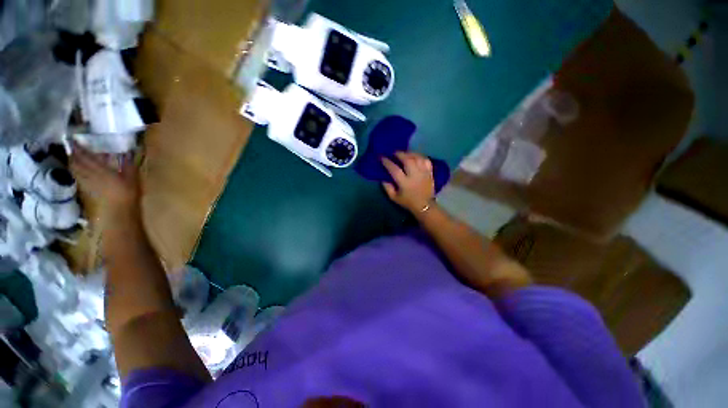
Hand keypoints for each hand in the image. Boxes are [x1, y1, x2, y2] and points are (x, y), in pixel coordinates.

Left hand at [70, 143, 139, 214]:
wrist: (118, 214)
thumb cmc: (127, 194)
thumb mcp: (132, 178)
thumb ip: (129, 164)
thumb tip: (128, 151)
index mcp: (99, 170)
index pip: (84, 156)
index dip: (78, 147)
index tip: (75, 139)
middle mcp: (88, 175)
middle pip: (76, 163)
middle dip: (73, 155)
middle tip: (73, 147)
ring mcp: (85, 184)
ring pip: (75, 170)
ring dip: (73, 163)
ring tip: (74, 158)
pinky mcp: (85, 191)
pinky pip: (77, 177)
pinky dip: (76, 172)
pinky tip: (79, 171)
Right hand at [382, 152, 434, 213]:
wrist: (425, 206)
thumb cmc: (408, 202)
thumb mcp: (394, 198)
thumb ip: (387, 188)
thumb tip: (383, 178)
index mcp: (404, 183)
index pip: (394, 169)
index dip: (387, 162)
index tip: (382, 158)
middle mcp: (414, 176)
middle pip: (408, 160)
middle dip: (400, 154)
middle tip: (395, 153)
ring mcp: (423, 173)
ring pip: (417, 158)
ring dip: (410, 153)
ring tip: (405, 153)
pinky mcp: (430, 172)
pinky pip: (426, 160)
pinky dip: (420, 156)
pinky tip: (415, 156)